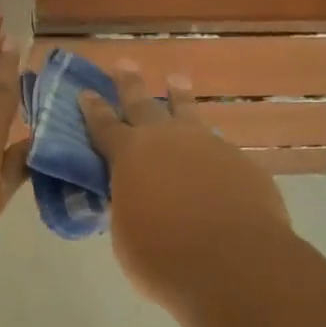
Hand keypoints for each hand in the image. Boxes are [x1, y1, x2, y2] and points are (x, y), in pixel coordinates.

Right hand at [80, 65, 291, 307]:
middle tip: (125, 64)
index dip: (93, 110)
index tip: (86, 92)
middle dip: (130, 84)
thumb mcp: (127, 233)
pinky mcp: (240, 162)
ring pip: (188, 113)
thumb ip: (129, 205)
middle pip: (143, 105)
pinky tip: (210, 152)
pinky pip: (217, 146)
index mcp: (129, 156)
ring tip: (176, 80)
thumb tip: (137, 198)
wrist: (233, 262)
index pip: (104, 126)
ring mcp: (207, 146)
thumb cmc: (163, 256)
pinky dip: (207, 145)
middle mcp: (167, 140)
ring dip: (178, 97)